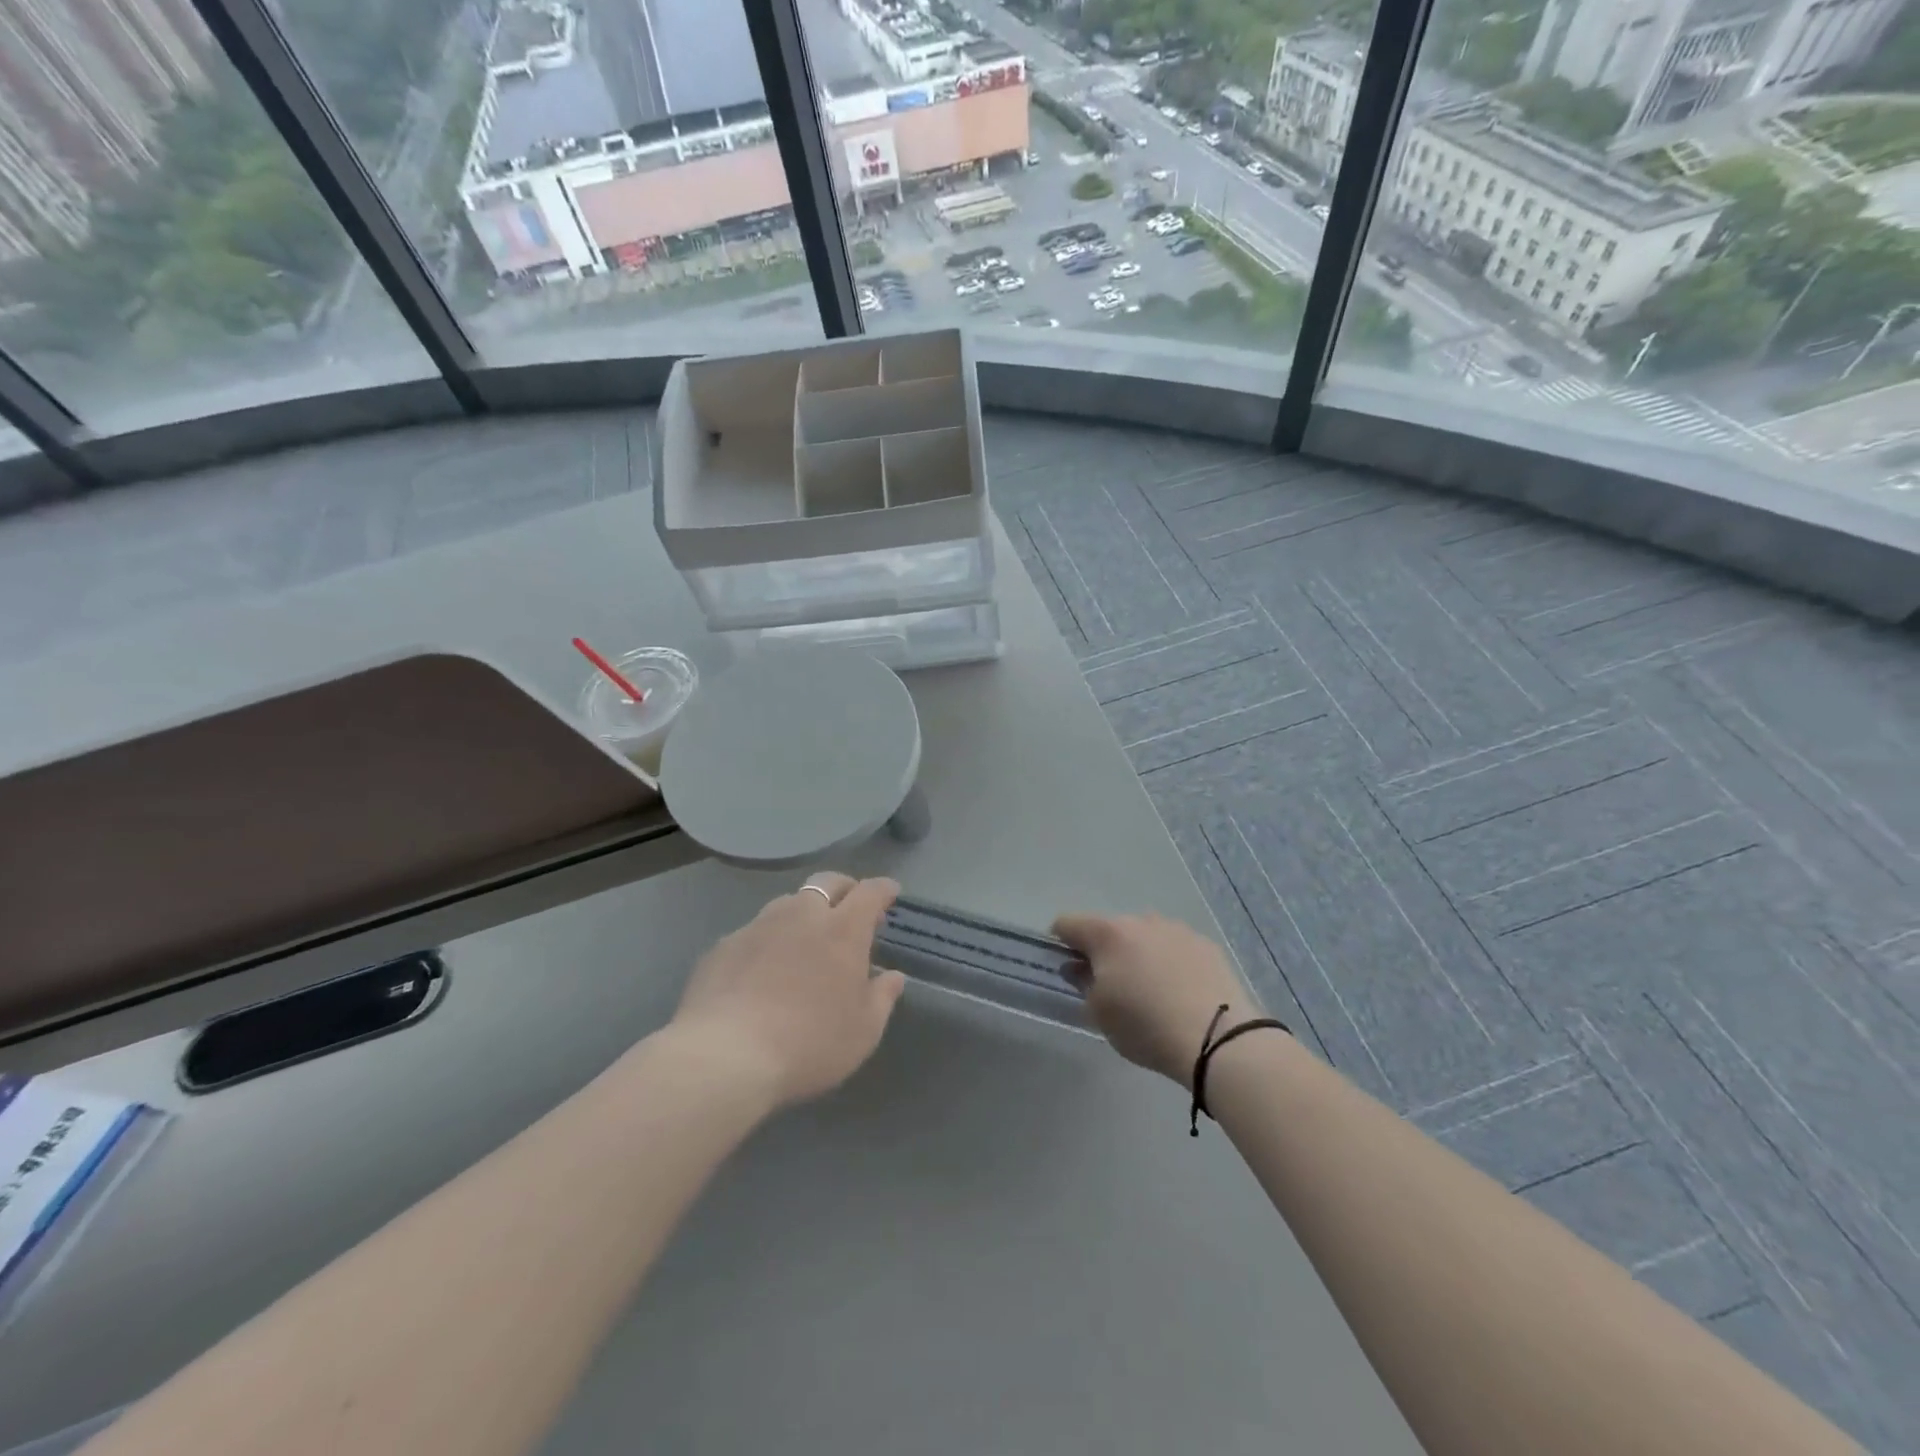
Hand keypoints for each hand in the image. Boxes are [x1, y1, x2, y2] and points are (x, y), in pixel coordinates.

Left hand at [673, 873, 906, 1108]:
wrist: (725, 1057)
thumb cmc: (809, 1044)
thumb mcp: (863, 1031)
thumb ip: (882, 997)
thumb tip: (893, 976)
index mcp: (842, 930)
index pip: (869, 892)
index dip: (883, 889)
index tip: (890, 893)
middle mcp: (801, 915)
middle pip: (827, 882)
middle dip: (844, 888)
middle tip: (850, 908)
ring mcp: (758, 926)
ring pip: (787, 902)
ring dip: (803, 912)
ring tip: (804, 939)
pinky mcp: (724, 945)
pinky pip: (754, 931)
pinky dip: (768, 940)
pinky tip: (762, 969)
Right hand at [1052, 912, 1258, 1089]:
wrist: (1218, 1038)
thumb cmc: (1145, 1025)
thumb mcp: (1099, 1013)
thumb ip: (1082, 984)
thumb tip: (1079, 968)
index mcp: (1108, 933)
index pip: (1067, 923)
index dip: (1059, 943)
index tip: (1066, 969)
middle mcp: (1141, 920)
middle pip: (1109, 929)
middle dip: (1103, 952)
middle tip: (1110, 987)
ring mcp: (1177, 929)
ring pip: (1145, 936)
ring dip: (1139, 955)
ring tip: (1150, 992)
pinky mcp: (1206, 945)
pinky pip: (1175, 948)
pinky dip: (1169, 963)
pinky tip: (1180, 993)